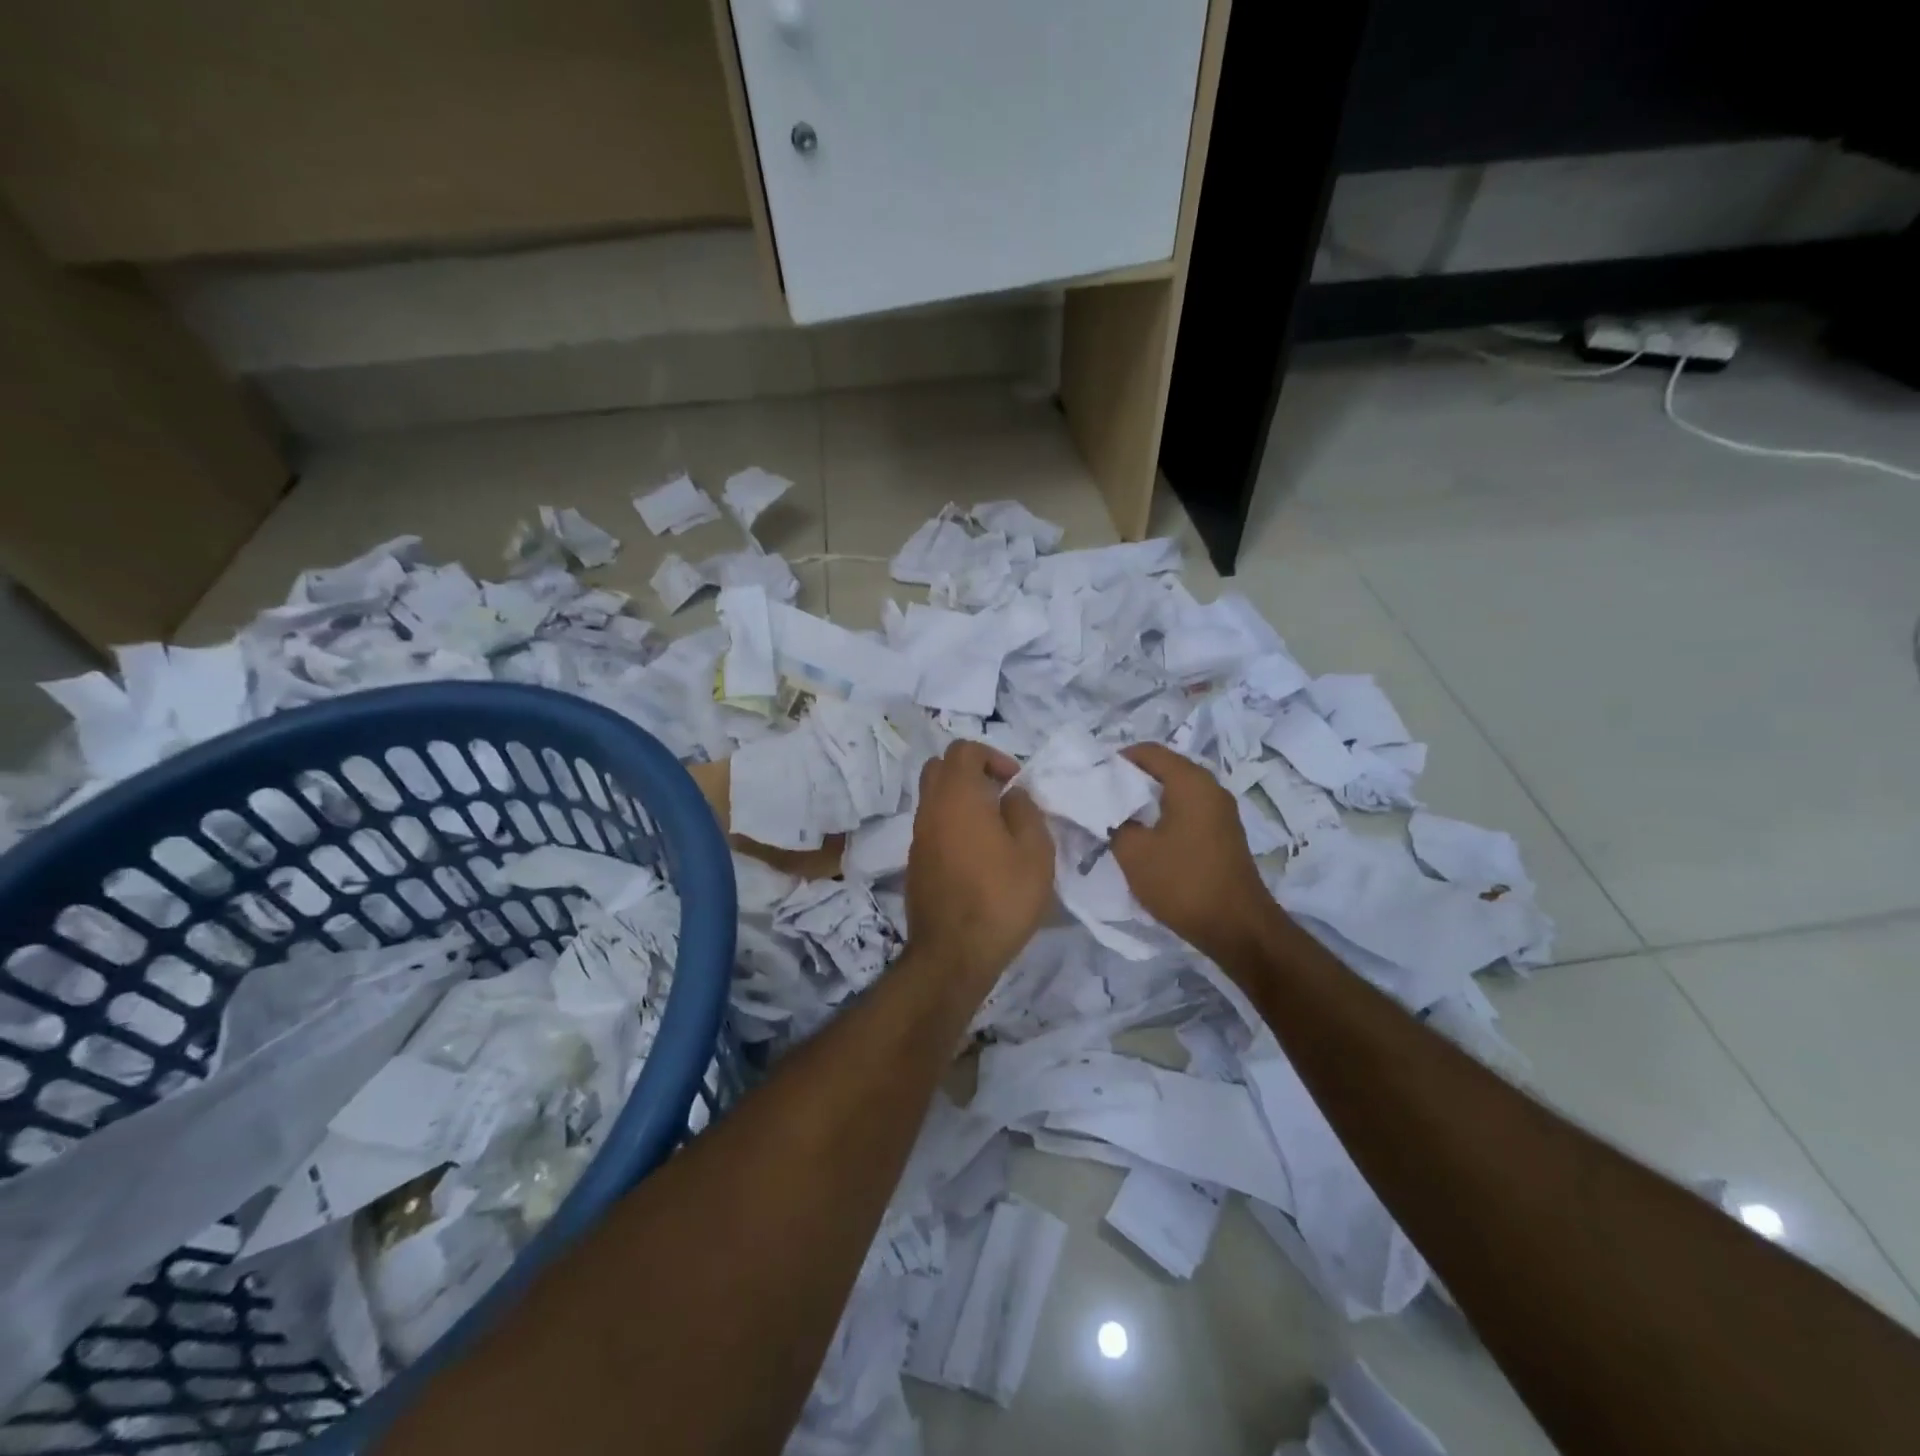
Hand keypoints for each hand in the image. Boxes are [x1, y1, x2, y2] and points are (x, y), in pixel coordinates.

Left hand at [906, 741, 1053, 992]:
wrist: (953, 953)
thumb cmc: (1001, 898)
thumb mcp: (1035, 852)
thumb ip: (1025, 811)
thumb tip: (1011, 794)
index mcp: (958, 796)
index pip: (963, 750)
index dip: (991, 756)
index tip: (1014, 782)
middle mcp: (930, 809)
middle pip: (940, 768)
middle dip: (970, 771)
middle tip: (1000, 795)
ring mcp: (918, 836)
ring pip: (933, 798)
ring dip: (961, 800)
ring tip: (994, 828)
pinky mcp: (915, 862)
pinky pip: (932, 826)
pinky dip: (952, 824)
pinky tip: (978, 855)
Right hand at [1112, 743, 1275, 964]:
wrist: (1237, 928)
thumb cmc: (1183, 882)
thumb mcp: (1133, 852)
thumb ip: (1113, 822)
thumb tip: (1108, 811)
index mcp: (1191, 782)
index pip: (1148, 751)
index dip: (1117, 760)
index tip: (1092, 778)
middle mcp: (1210, 788)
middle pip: (1163, 769)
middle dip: (1130, 781)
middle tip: (1099, 798)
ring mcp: (1221, 811)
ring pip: (1175, 792)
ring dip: (1146, 801)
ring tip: (1116, 819)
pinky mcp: (1222, 834)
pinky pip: (1186, 811)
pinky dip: (1163, 816)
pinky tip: (1144, 837)